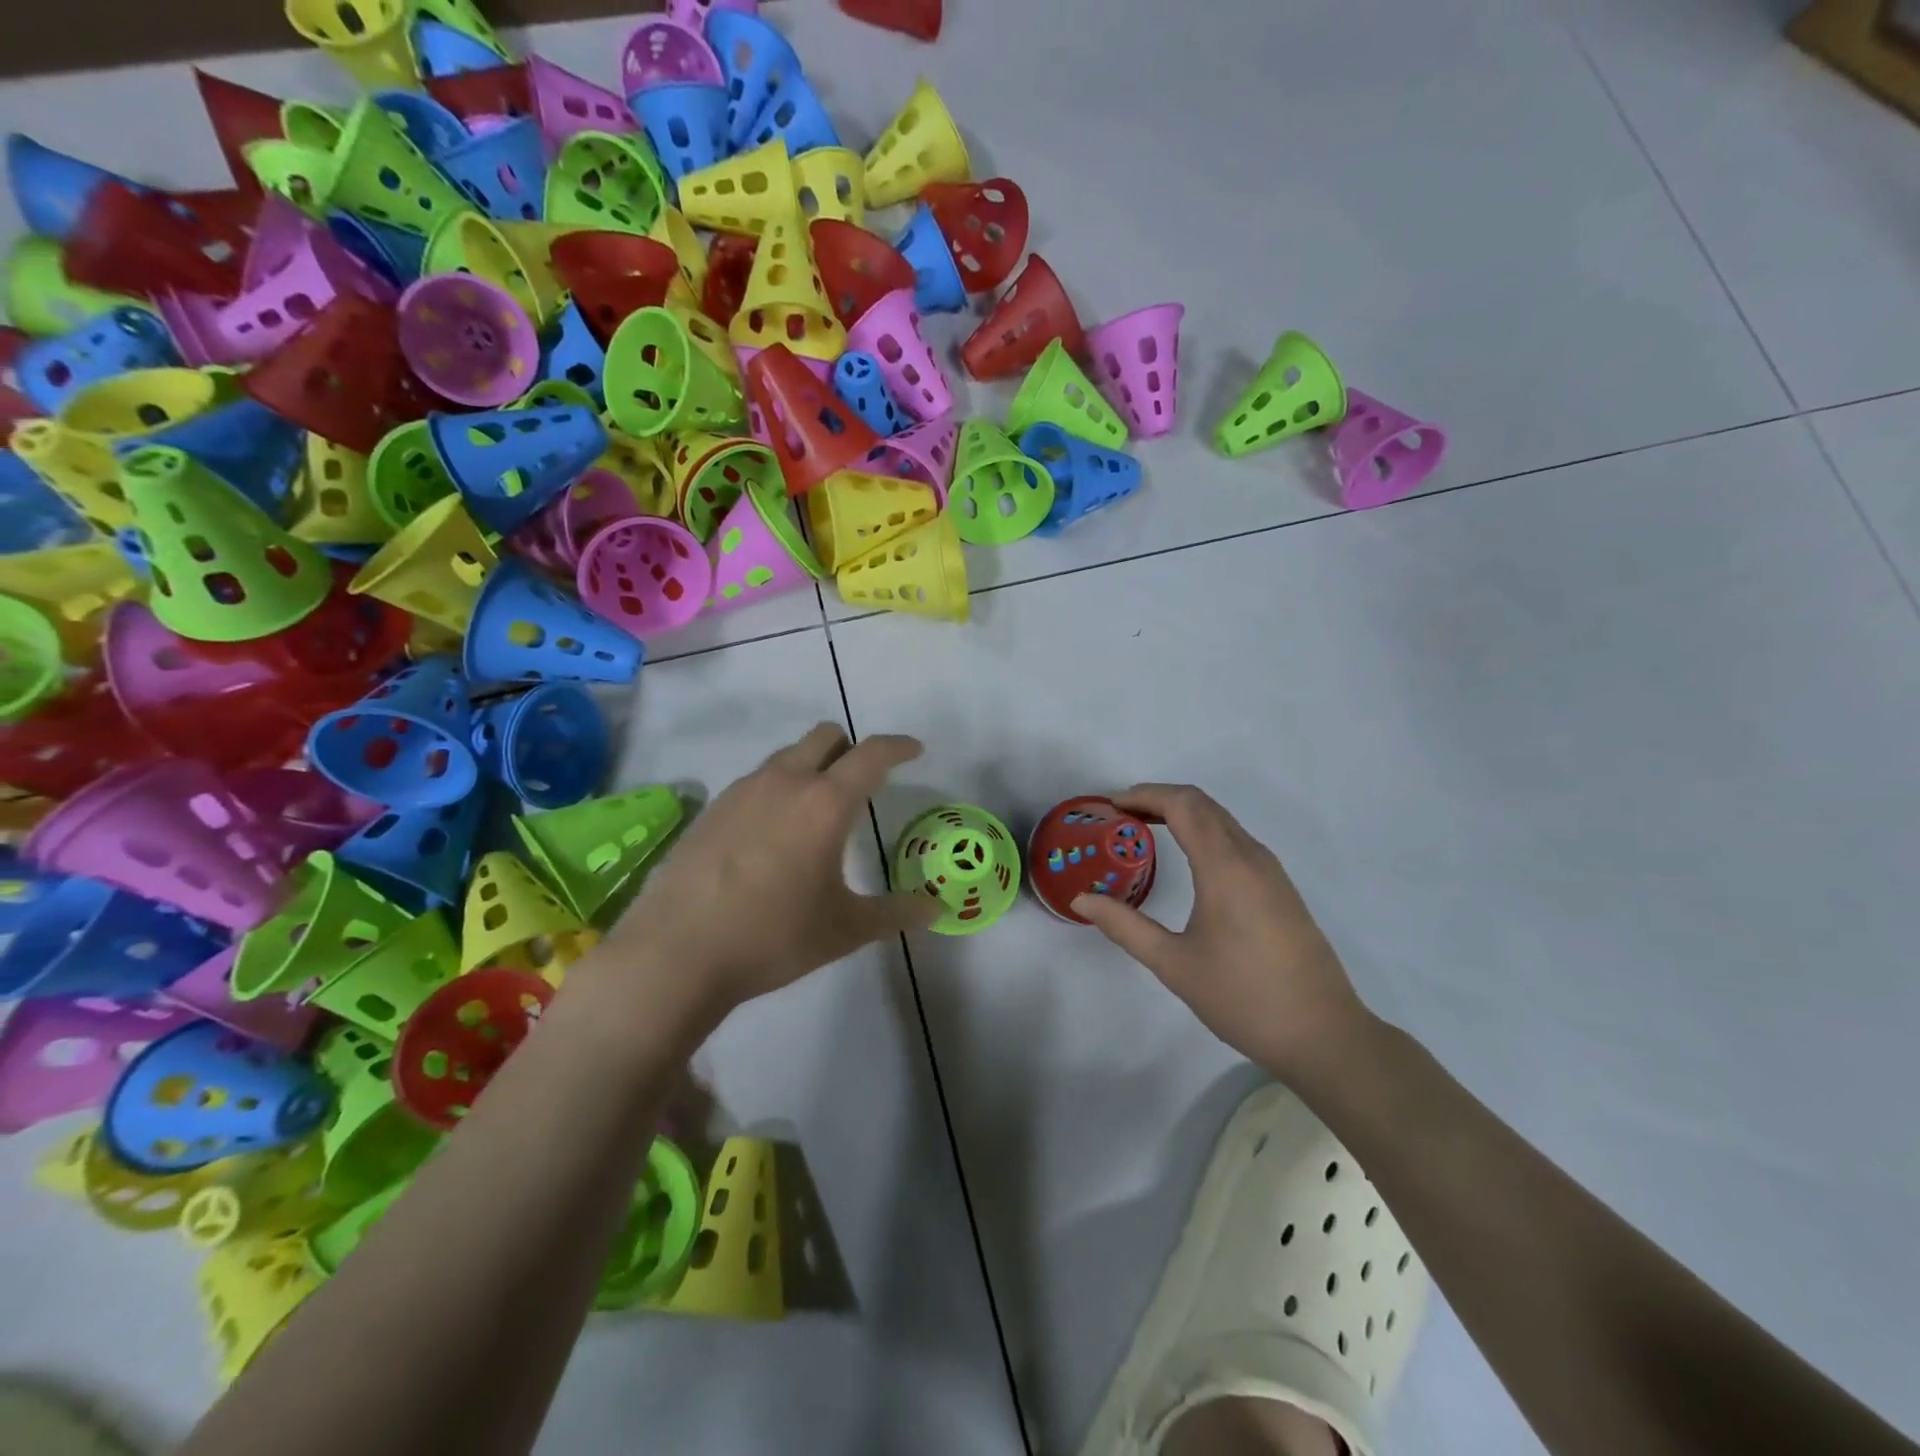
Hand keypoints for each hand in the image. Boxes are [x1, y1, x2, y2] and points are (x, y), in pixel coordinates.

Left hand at [610, 723, 939, 1020]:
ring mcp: (742, 791)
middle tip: (863, 782)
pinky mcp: (712, 809)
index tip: (914, 750)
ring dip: (812, 766)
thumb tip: (935, 909)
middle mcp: (785, 782)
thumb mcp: (844, 930)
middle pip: (826, 736)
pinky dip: (778, 788)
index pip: (872, 754)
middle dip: (852, 748)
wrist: (675, 954)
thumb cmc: (772, 937)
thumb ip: (896, 913)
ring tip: (817, 810)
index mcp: (825, 803)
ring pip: (788, 755)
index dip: (898, 747)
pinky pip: (757, 780)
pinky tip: (773, 833)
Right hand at [1072, 784, 1370, 1078]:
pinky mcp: (1281, 889)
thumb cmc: (1243, 998)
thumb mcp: (1174, 965)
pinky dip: (1203, 832)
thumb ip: (1125, 926)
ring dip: (1182, 814)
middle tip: (1120, 816)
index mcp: (1225, 868)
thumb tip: (1082, 900)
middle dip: (1159, 799)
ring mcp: (1271, 872)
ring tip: (1144, 831)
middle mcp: (1251, 858)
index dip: (1144, 795)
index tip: (1110, 806)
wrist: (1324, 1035)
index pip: (1183, 805)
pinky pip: (1236, 840)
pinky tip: (1186, 859)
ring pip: (1222, 821)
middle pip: (1203, 804)